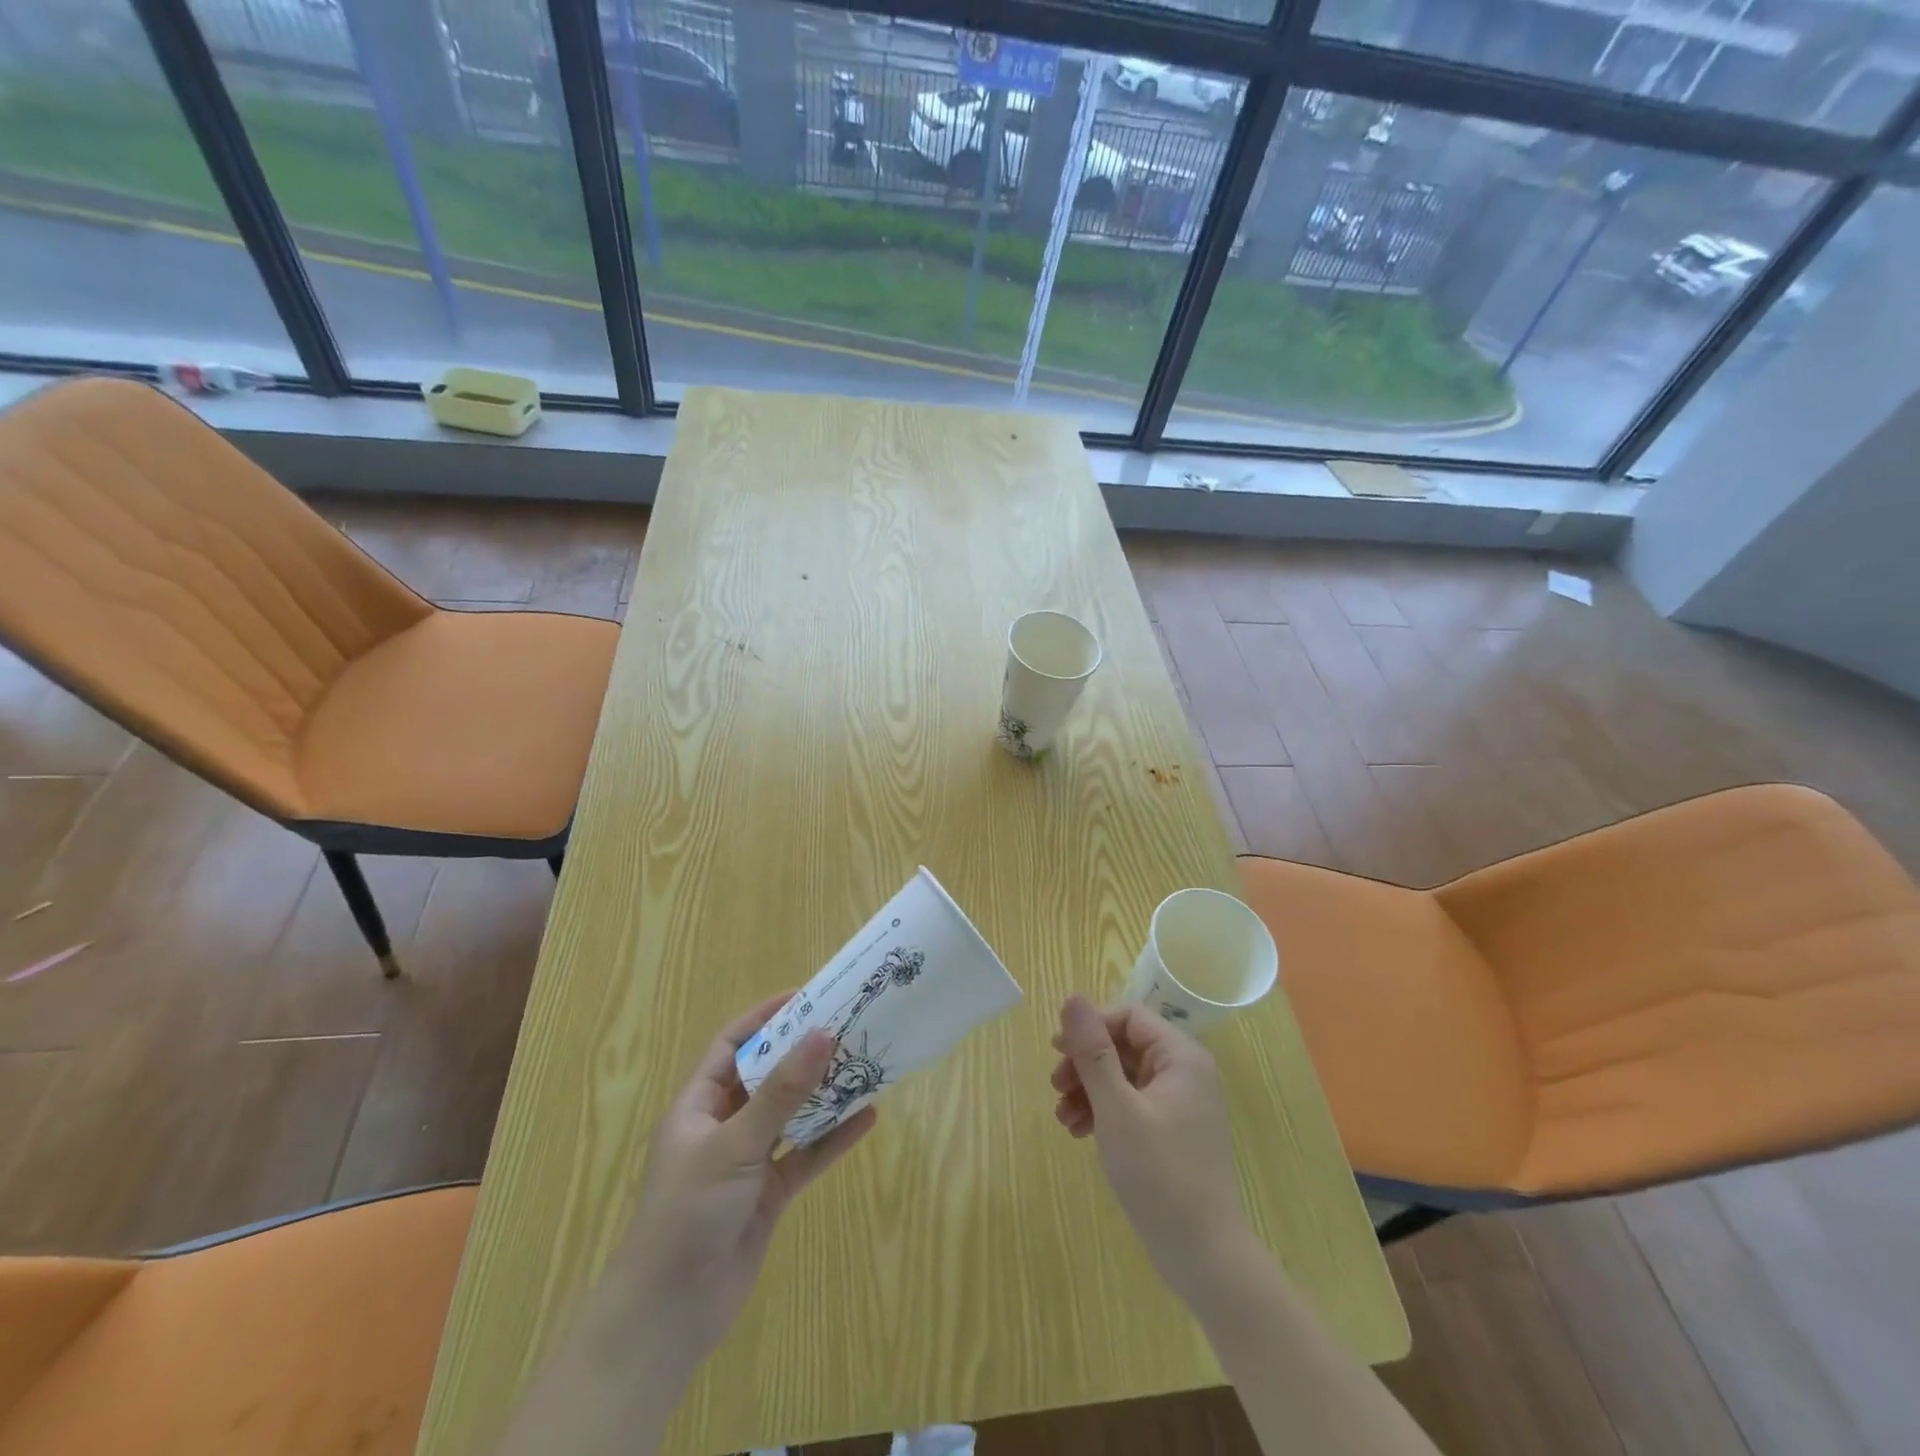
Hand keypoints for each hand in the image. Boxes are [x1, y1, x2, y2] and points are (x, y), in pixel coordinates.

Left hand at [610, 993, 876, 1372]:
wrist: (668, 1315)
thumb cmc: (688, 1213)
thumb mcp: (735, 1144)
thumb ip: (782, 1092)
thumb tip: (823, 1034)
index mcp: (698, 1105)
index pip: (733, 1045)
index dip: (765, 1018)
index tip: (806, 996)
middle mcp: (723, 1126)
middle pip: (768, 1076)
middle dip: (803, 1053)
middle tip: (846, 1027)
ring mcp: (748, 1161)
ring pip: (791, 1115)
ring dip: (823, 1093)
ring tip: (864, 1064)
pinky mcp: (768, 1194)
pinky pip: (805, 1155)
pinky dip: (833, 1139)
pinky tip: (867, 1118)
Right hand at [1050, 994, 1252, 1297]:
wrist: (1205, 1257)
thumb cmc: (1160, 1175)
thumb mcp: (1118, 1109)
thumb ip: (1094, 1052)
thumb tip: (1072, 998)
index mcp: (1181, 1056)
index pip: (1128, 1017)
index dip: (1090, 1027)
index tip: (1057, 1050)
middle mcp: (1184, 1071)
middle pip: (1124, 1045)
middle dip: (1085, 1063)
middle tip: (1055, 1086)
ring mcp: (1180, 1102)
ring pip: (1123, 1075)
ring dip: (1089, 1089)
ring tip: (1062, 1117)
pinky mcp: (1172, 1131)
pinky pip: (1131, 1103)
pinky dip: (1103, 1111)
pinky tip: (1079, 1131)